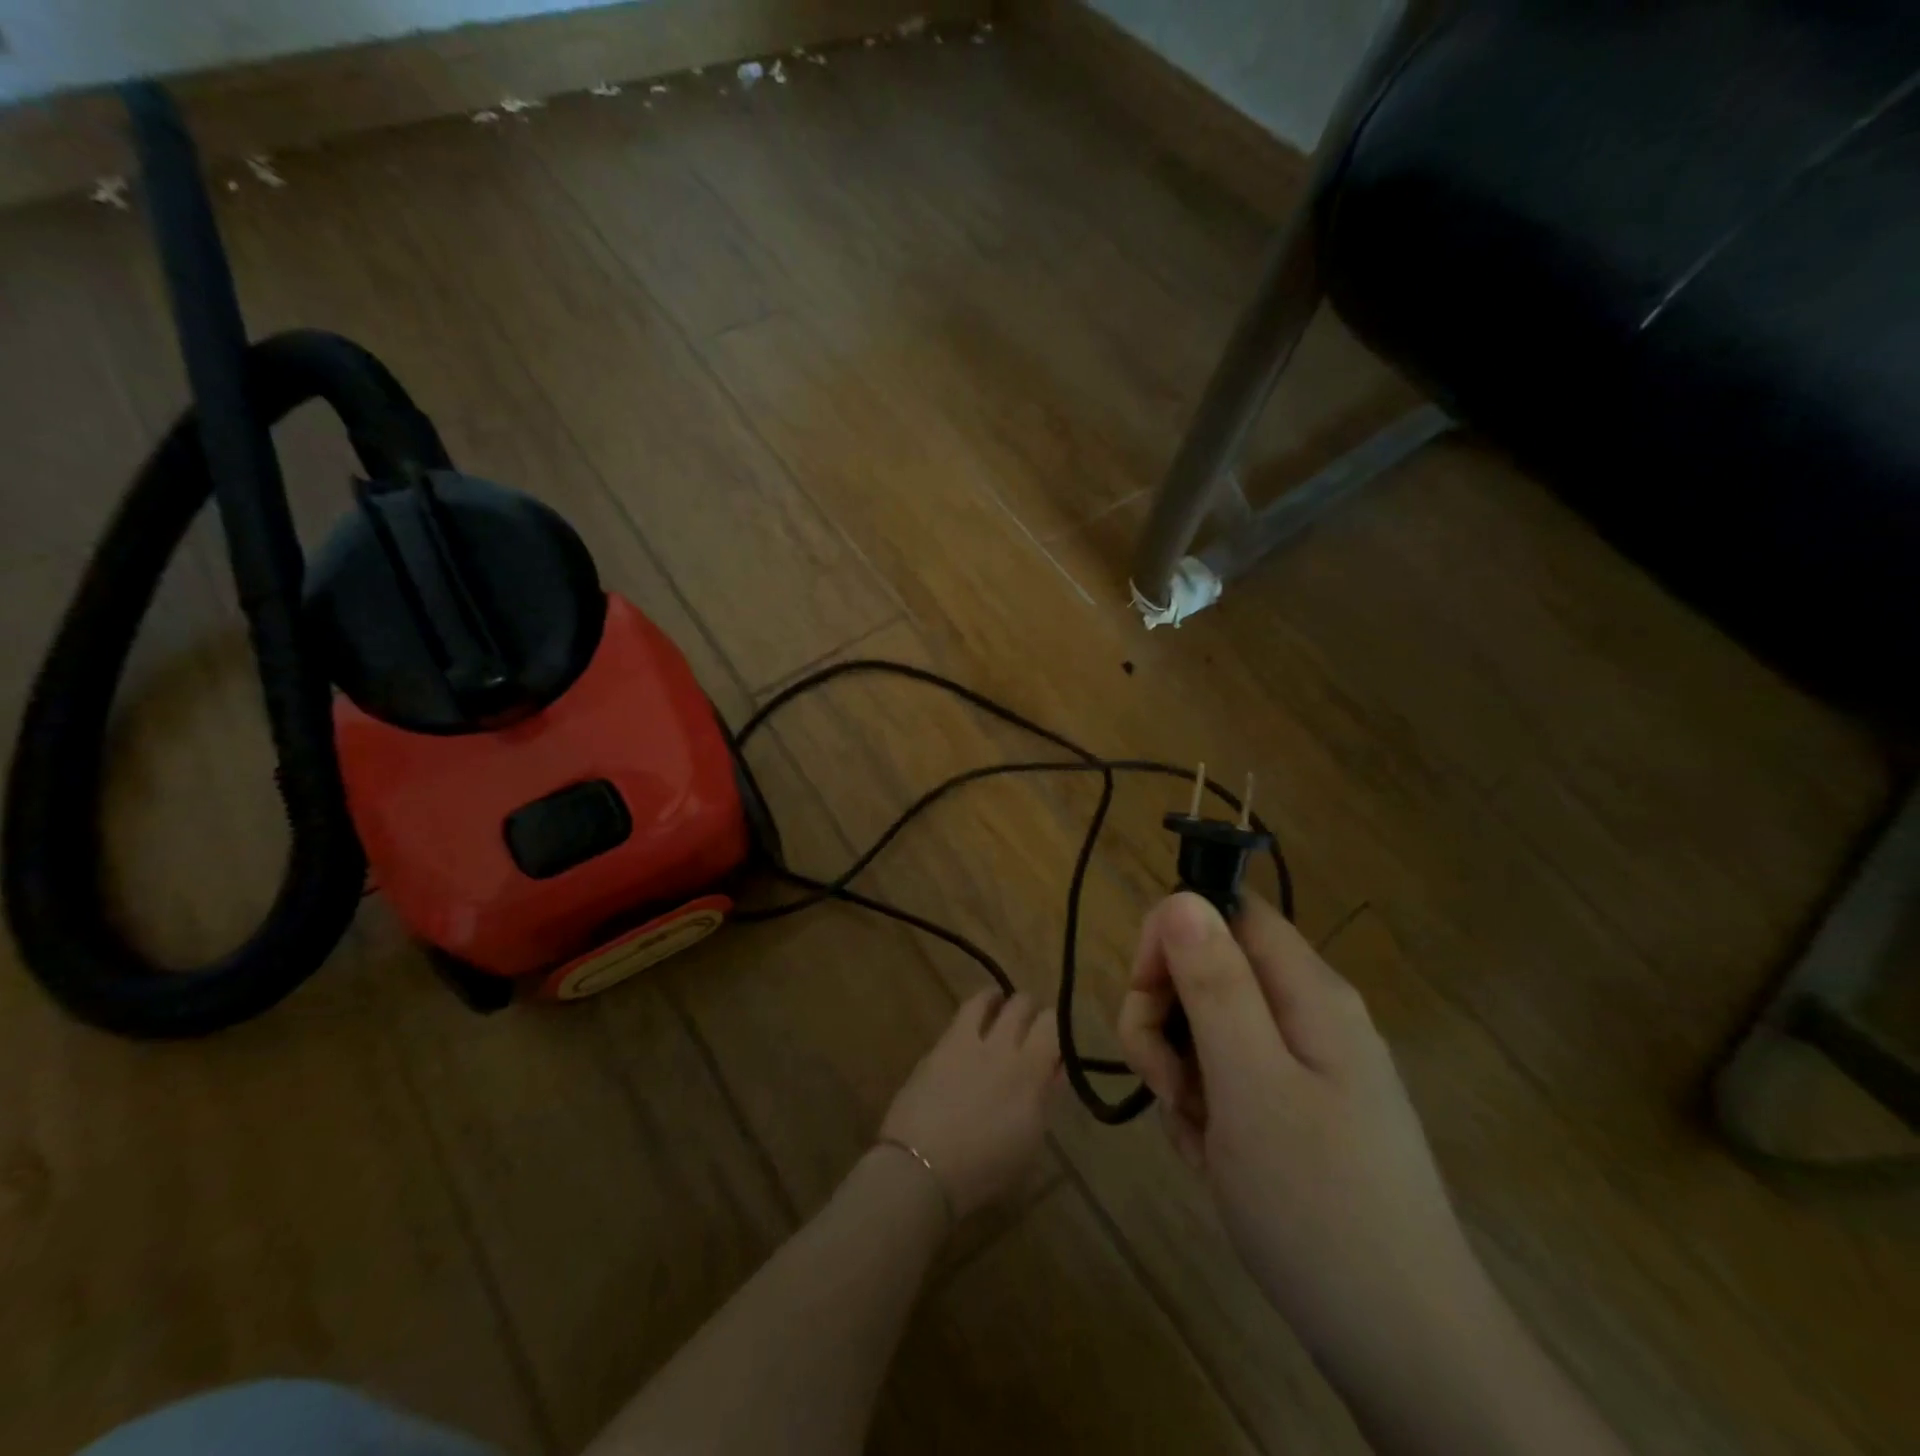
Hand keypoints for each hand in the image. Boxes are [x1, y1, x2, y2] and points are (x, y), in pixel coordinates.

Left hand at [879, 991, 1059, 1218]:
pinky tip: (971, 1025)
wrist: (922, 1167)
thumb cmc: (984, 1170)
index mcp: (1030, 1072)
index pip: (1053, 1026)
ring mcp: (966, 1042)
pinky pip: (961, 1016)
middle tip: (1029, 1022)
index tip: (1055, 1040)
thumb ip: (1044, 1100)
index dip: (1057, 1027)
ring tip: (998, 1004)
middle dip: (1029, 1008)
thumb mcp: (1029, 1143)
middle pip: (1021, 1004)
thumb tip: (1054, 1071)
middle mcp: (1001, 1047)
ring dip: (997, 1000)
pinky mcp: (938, 1046)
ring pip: (987, 998)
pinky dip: (973, 1014)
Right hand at [1117, 892, 1481, 1360]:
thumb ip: (1215, 987)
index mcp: (1309, 992)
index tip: (1146, 997)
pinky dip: (1202, 1110)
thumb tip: (1182, 898)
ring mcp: (1304, 1066)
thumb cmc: (1320, 1207)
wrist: (1404, 1351)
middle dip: (1166, 1017)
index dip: (1172, 936)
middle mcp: (1309, 1015)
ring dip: (1179, 1071)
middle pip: (1210, 969)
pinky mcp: (1295, 1110)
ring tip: (1197, 1133)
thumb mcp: (1252, 1087)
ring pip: (1208, 1028)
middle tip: (1166, 1084)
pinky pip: (1225, 1080)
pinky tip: (1212, 1157)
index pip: (1225, 911)